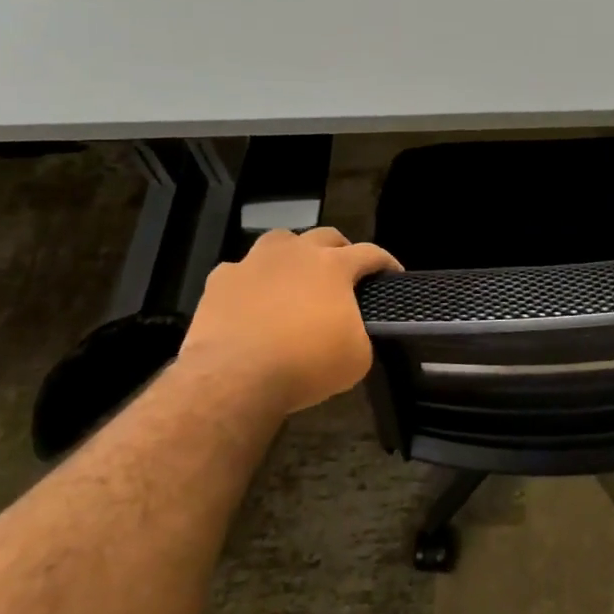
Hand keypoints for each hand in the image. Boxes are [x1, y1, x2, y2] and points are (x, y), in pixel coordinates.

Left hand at [176, 227, 400, 419]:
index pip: (371, 253)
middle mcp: (295, 254)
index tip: (393, 275)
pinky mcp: (220, 281)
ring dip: (293, 253)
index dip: (386, 262)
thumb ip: (360, 334)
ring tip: (295, 276)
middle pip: (326, 235)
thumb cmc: (305, 364)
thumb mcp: (357, 358)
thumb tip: (351, 331)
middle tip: (345, 272)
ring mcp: (253, 263)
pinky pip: (240, 271)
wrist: (234, 378)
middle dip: (340, 249)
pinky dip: (251, 281)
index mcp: (334, 266)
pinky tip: (251, 301)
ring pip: (279, 240)